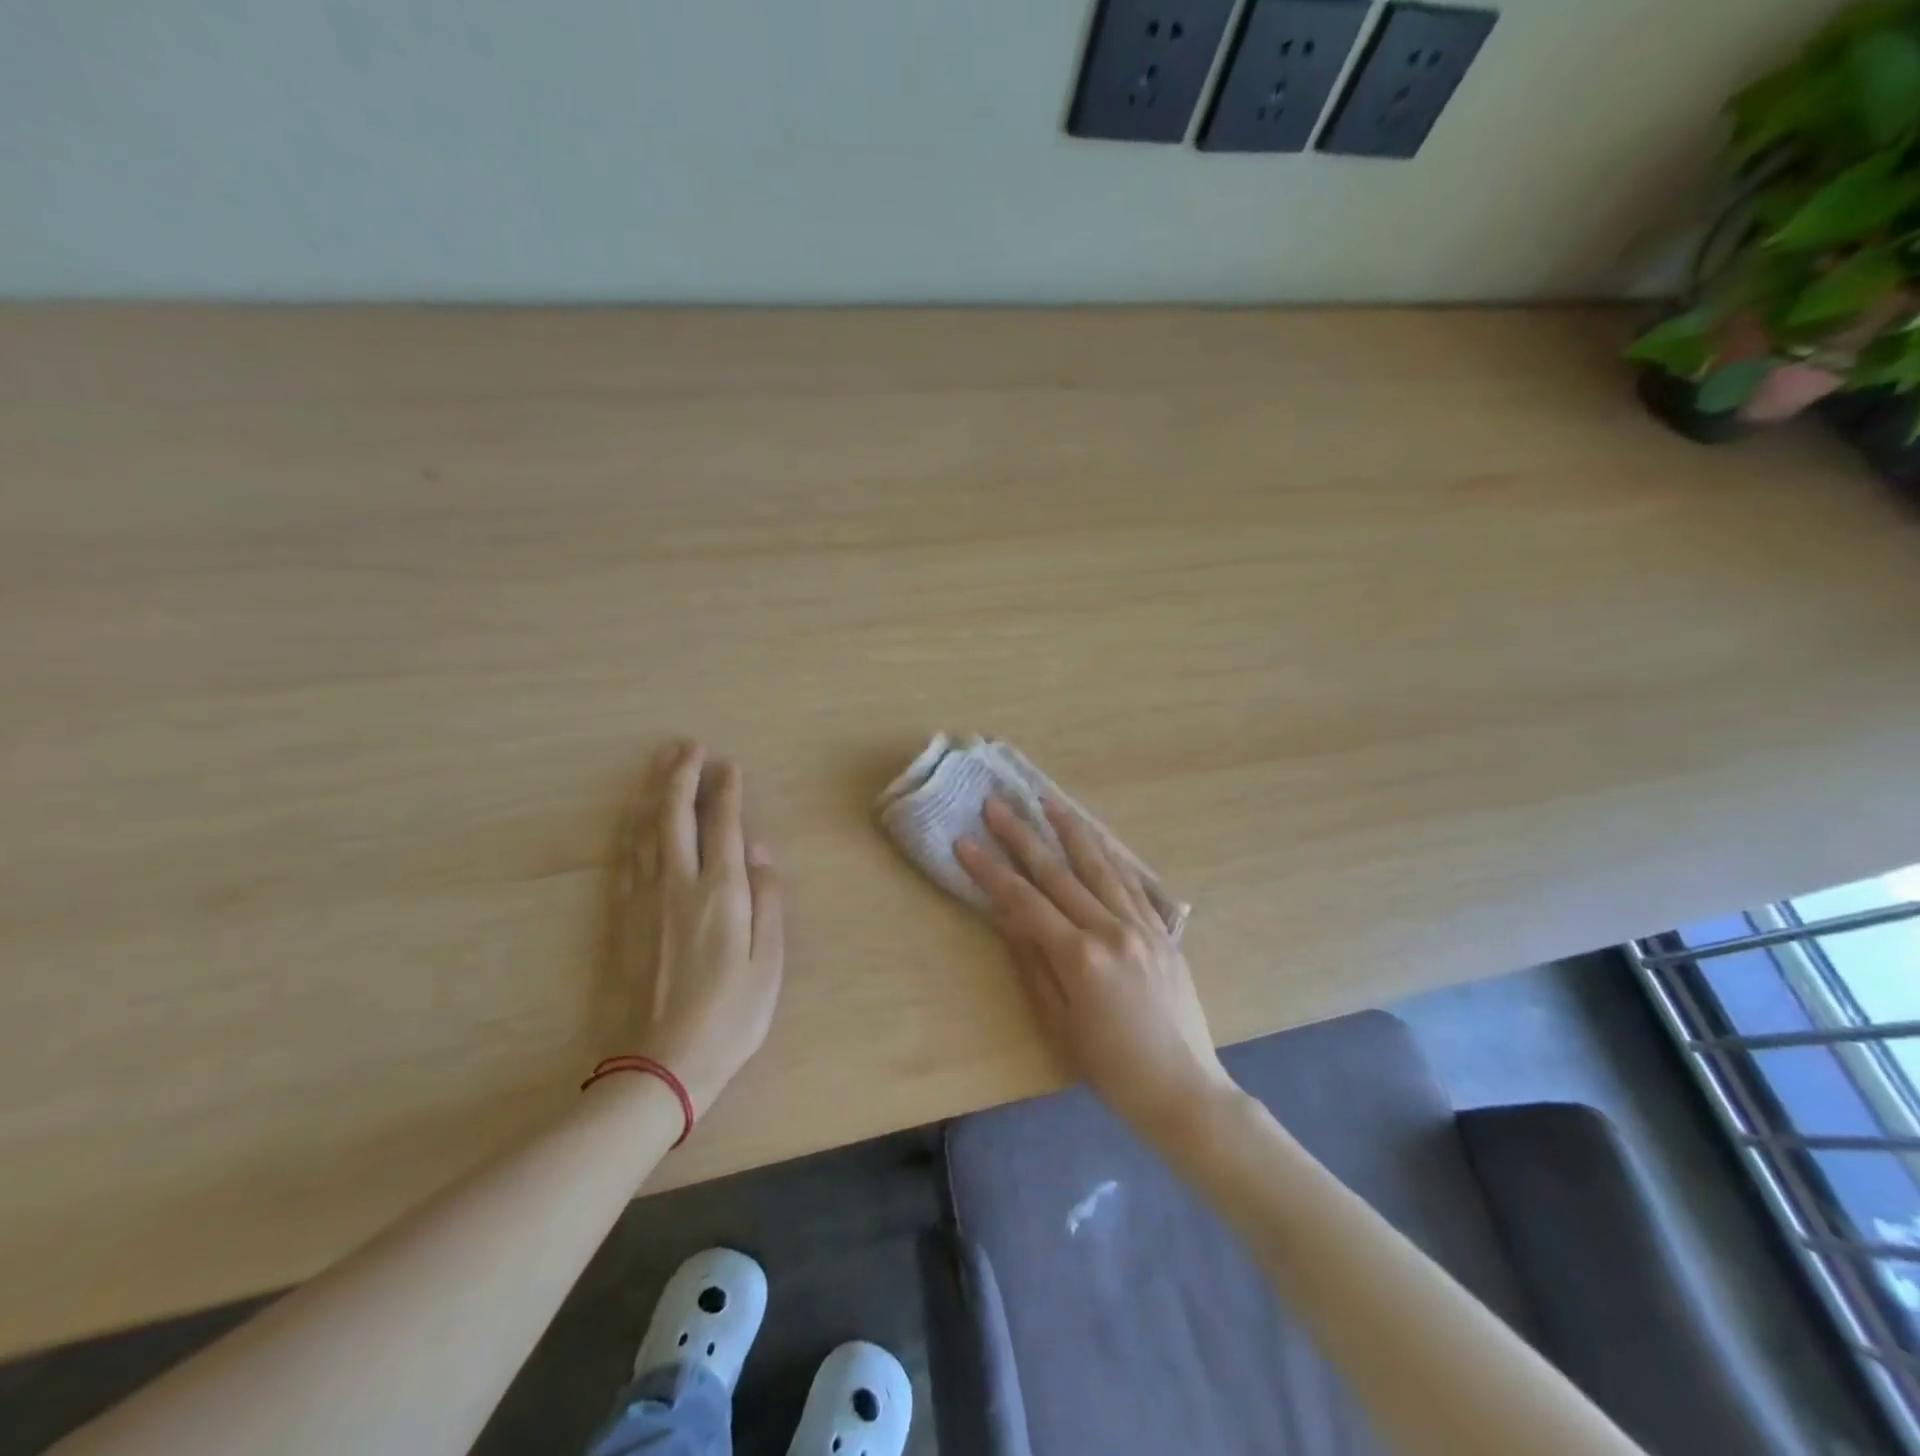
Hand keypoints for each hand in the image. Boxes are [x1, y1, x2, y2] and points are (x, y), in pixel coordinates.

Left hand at [617, 740, 783, 1118]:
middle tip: (688, 746)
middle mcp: (678, 884)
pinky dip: (631, 828)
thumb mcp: (768, 962)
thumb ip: (767, 899)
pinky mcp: (620, 918)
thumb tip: (759, 848)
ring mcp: (643, 899)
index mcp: (721, 893)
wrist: (658, 1066)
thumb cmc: (729, 1016)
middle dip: (682, 775)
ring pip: (645, 830)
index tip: (729, 764)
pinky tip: (634, 816)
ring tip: (660, 763)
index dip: (727, 790)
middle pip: (675, 815)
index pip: (723, 825)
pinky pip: (625, 858)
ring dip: (653, 792)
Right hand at [956, 798, 1233, 1145]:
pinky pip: (1133, 883)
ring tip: (1048, 800)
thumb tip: (1009, 918)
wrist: (1183, 1090)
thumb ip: (1034, 965)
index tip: (965, 842)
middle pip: (1059, 873)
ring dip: (1070, 829)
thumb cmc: (1112, 1069)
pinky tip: (1097, 838)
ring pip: (1100, 866)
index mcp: (1080, 958)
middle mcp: (1112, 931)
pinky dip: (1111, 856)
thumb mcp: (1060, 1025)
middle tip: (996, 805)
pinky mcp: (1163, 931)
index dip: (990, 870)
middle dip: (1022, 836)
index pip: (1024, 901)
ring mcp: (1142, 926)